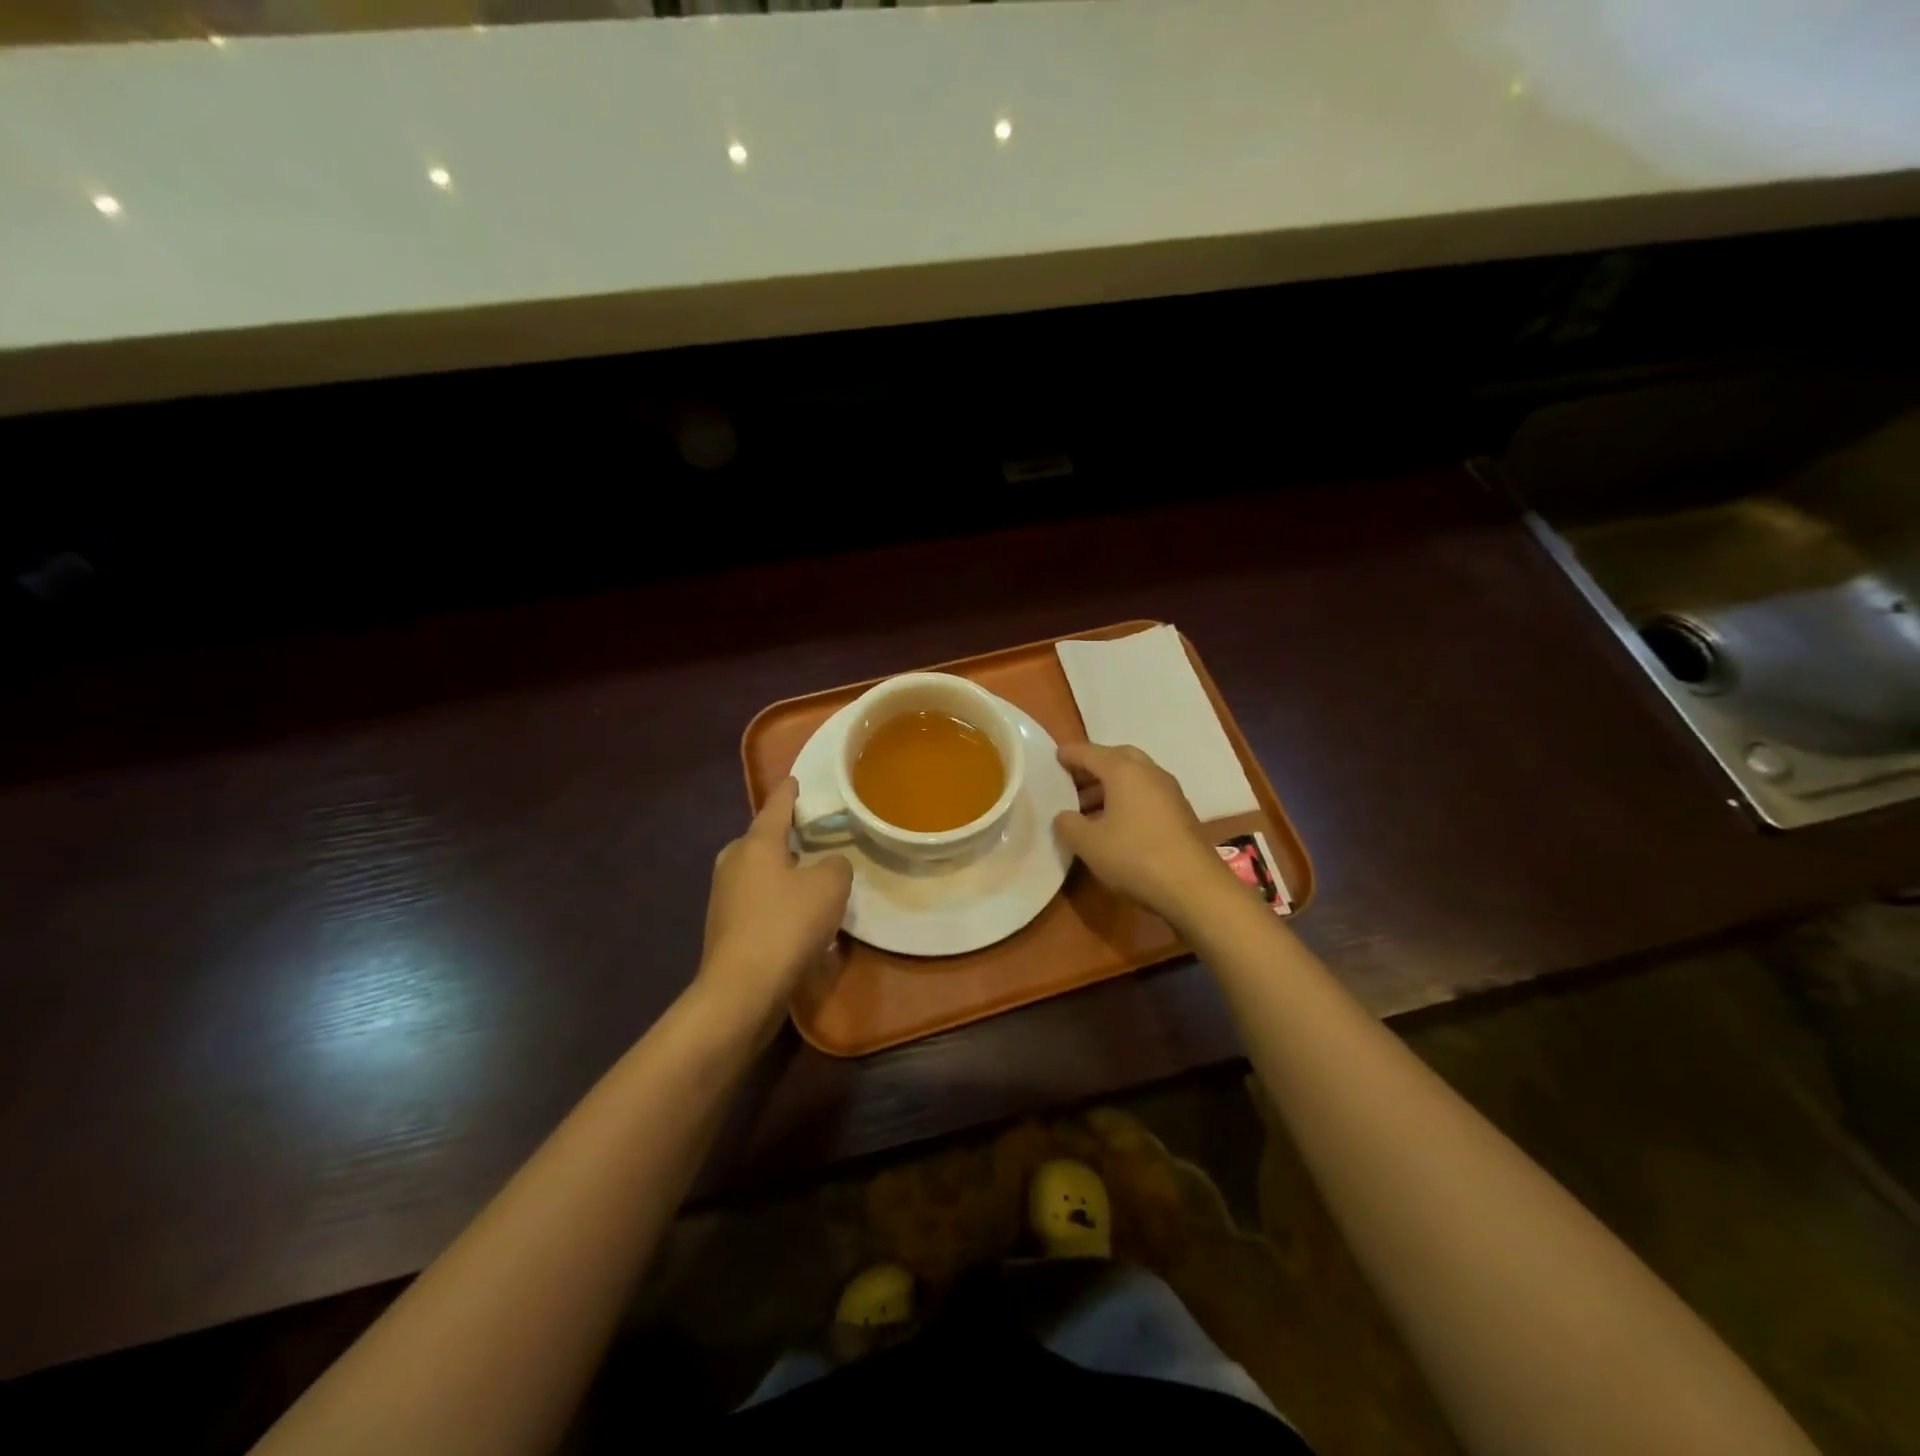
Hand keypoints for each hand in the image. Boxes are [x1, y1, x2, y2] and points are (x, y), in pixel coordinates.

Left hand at [695, 777, 852, 1040]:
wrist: (742, 989)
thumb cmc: (787, 925)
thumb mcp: (830, 887)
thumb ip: (837, 865)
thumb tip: (829, 865)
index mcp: (756, 843)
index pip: (777, 806)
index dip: (790, 793)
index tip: (796, 780)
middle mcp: (734, 862)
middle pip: (762, 839)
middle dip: (783, 836)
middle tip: (811, 837)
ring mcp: (724, 896)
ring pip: (758, 872)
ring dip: (782, 872)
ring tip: (809, 879)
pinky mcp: (724, 927)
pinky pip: (757, 901)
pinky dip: (776, 901)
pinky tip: (796, 918)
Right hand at [1053, 742, 1229, 922]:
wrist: (1194, 886)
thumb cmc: (1134, 856)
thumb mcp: (1088, 843)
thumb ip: (1068, 824)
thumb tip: (1064, 816)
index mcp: (1124, 771)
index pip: (1091, 753)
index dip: (1071, 754)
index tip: (1056, 756)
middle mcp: (1149, 773)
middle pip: (1117, 758)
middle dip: (1094, 765)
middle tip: (1073, 779)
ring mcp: (1169, 792)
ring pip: (1134, 777)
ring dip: (1110, 785)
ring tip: (1087, 807)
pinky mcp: (1180, 813)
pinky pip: (1146, 794)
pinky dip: (1127, 799)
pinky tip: (1115, 823)